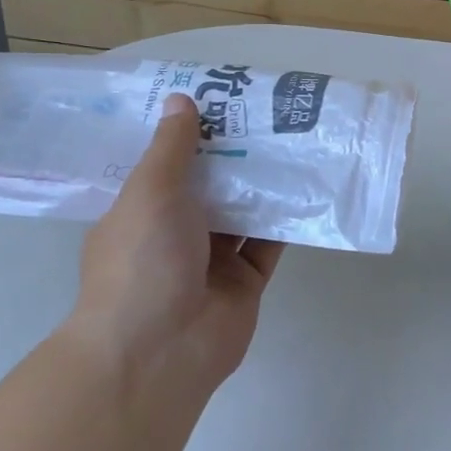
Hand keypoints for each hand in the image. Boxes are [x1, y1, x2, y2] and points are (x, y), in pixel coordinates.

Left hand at [69, 94, 282, 400]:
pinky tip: (309, 185)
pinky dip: (286, 218)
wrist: (159, 352)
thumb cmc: (143, 261)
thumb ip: (171, 148)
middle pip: (210, 184)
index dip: (191, 133)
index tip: (220, 99)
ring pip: (243, 211)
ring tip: (295, 139)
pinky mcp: (245, 281)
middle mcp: (175, 234)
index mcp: (141, 212)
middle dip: (236, 153)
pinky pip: (269, 242)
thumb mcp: (150, 192)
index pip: (166, 164)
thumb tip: (181, 99)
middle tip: (268, 112)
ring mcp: (211, 260)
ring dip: (264, 182)